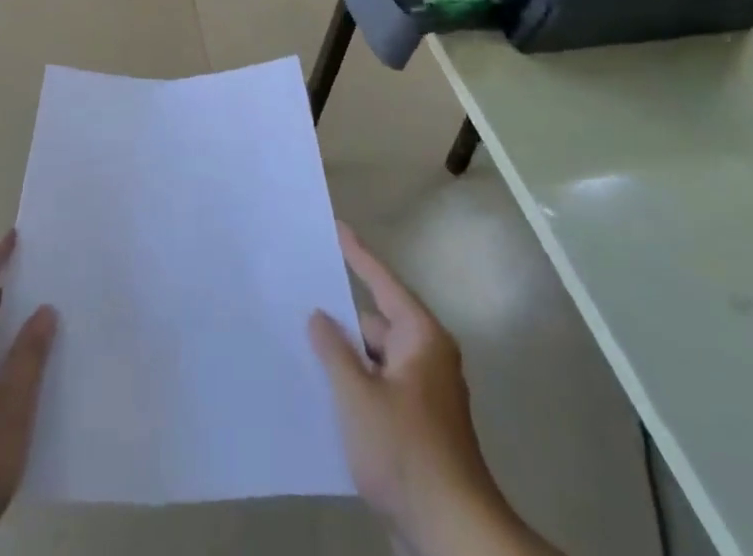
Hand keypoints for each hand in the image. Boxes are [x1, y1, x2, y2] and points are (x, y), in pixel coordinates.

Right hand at [309, 224, 551, 555]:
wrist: (452, 535)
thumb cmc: (405, 452)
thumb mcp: (358, 397)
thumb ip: (334, 350)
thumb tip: (320, 315)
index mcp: (421, 337)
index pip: (382, 282)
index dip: (357, 254)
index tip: (336, 227)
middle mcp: (427, 357)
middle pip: (376, 321)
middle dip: (341, 315)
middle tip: (300, 296)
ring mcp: (424, 394)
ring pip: (376, 358)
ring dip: (346, 355)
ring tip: (301, 342)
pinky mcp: (418, 425)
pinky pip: (380, 387)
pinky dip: (356, 384)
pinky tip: (324, 390)